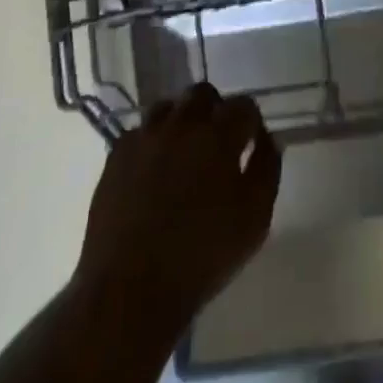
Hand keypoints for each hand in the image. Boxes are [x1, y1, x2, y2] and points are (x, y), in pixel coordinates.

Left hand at [72, 84, 281, 338]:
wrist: (130, 288)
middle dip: (215, 110)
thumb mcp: (255, 218)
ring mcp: (144, 138)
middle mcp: (180, 125)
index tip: (251, 143)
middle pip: (202, 93)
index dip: (251, 121)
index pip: (243, 105)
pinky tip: (154, 170)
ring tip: (184, 152)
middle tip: (218, 143)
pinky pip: (139, 132)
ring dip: (181, 120)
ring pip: (167, 107)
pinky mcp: (115, 157)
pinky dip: (152, 142)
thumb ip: (267, 169)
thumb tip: (267, 139)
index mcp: (218, 136)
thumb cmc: (203, 255)